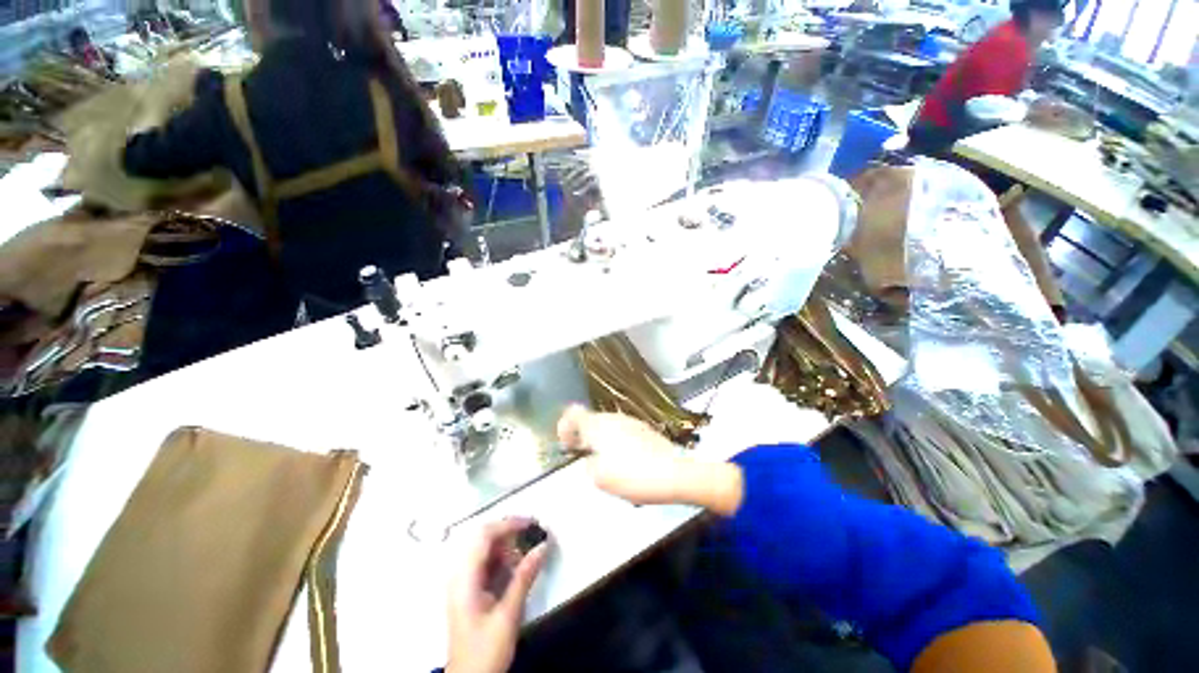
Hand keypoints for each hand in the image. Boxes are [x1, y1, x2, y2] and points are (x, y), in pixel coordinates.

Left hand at [446, 518, 548, 672]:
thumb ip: (524, 577)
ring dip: (508, 545)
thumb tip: (542, 546)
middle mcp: (461, 575)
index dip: (508, 524)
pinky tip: (518, 566)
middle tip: (534, 533)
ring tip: (529, 551)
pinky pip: (487, 563)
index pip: (484, 536)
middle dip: (510, 532)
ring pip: (486, 550)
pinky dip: (504, 559)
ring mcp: (464, 583)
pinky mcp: (470, 591)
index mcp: (465, 578)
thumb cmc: (486, 651)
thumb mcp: (508, 614)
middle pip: (483, 539)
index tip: (532, 522)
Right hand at [556, 406, 742, 514]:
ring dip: (602, 441)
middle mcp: (612, 418)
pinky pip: (623, 431)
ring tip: (608, 464)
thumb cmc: (632, 475)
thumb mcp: (599, 478)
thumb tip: (591, 458)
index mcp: (597, 426)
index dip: (565, 427)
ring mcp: (630, 421)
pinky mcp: (644, 429)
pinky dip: (618, 443)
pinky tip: (627, 462)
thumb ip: (588, 464)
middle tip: (587, 458)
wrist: (673, 473)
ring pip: (608, 426)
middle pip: (590, 420)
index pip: (573, 413)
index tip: (568, 446)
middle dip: (584, 436)